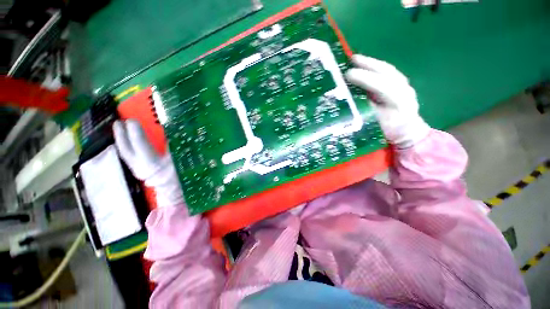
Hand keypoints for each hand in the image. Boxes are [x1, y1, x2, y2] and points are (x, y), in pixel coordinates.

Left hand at [113, 119, 183, 207]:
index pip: (140, 146)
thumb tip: (168, 135)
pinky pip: (129, 157)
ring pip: (125, 154)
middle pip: (126, 150)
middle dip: (121, 136)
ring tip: (119, 128)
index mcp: (153, 164)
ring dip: (121, 141)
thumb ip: (175, 149)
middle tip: (118, 122)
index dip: (135, 133)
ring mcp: (139, 171)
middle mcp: (141, 168)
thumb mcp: (181, 162)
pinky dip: (127, 148)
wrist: (176, 192)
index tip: (132, 120)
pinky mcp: (140, 171)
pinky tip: (127, 142)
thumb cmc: (181, 176)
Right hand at [346, 55, 429, 147]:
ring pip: (388, 70)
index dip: (365, 79)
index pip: (382, 86)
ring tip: (356, 59)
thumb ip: (366, 112)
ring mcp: (405, 86)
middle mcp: (404, 90)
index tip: (348, 74)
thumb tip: (349, 101)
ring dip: (371, 63)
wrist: (408, 131)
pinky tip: (366, 66)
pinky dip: (376, 68)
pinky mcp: (402, 85)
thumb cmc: (389, 131)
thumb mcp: (375, 126)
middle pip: (387, 73)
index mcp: (398, 103)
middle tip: (351, 60)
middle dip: (369, 65)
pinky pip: (388, 73)